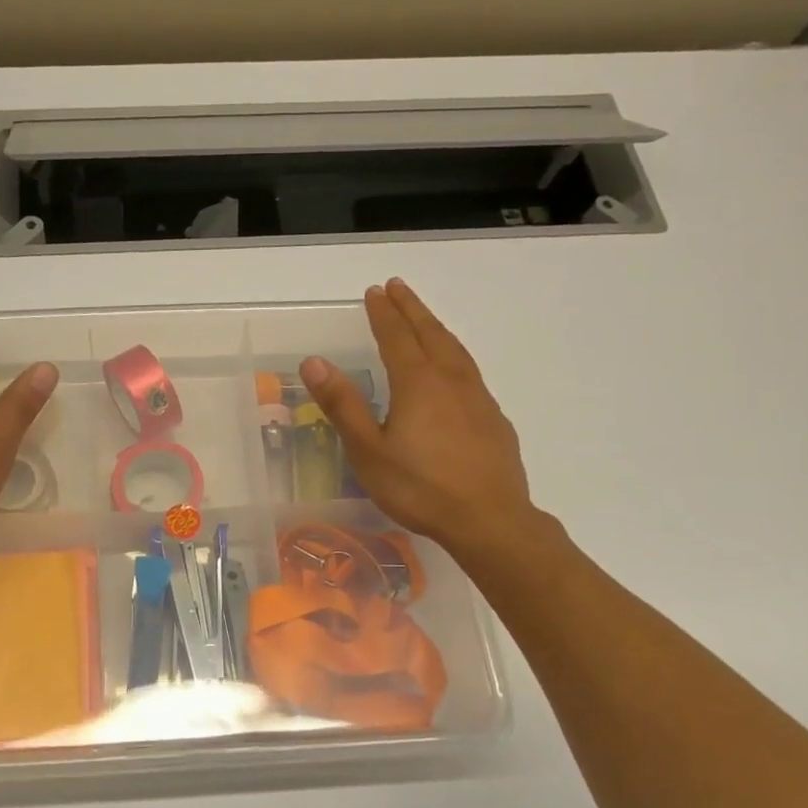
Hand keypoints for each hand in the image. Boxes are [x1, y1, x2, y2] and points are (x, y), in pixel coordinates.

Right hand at [300, 279, 548, 568]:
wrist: (489, 519)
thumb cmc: (419, 488)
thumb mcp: (368, 450)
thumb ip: (343, 404)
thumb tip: (314, 362)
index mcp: (417, 384)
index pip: (397, 337)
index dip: (384, 313)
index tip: (375, 291)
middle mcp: (450, 381)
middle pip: (430, 334)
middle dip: (411, 309)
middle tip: (398, 287)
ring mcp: (477, 398)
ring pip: (455, 350)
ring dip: (435, 327)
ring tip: (424, 318)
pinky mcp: (493, 419)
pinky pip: (470, 371)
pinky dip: (454, 354)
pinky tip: (453, 369)